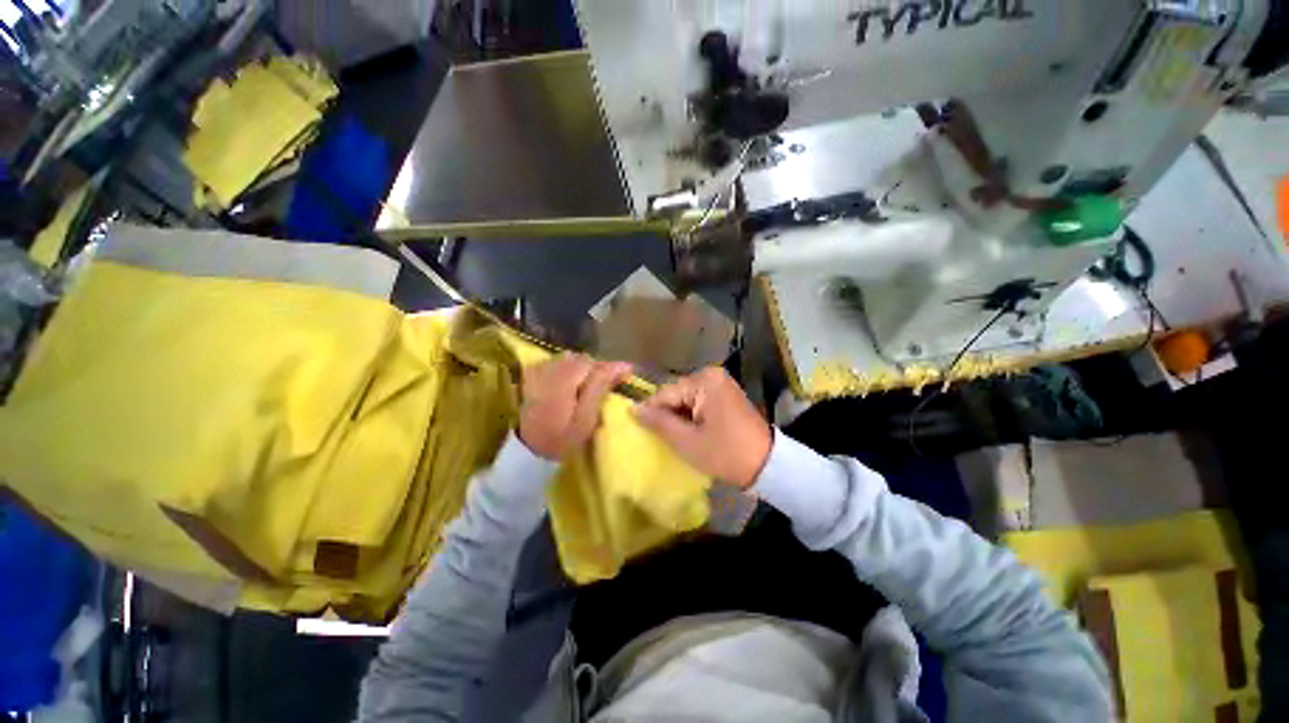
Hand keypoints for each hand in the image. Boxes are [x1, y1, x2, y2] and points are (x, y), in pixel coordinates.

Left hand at [519, 354, 633, 459]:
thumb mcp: (584, 420)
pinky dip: (569, 369)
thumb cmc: (559, 439)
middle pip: (583, 360)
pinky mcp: (533, 374)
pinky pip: (557, 363)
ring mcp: (540, 370)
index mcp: (566, 379)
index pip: (596, 365)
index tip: (629, 371)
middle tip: (611, 380)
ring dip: (584, 367)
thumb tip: (618, 368)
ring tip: (591, 382)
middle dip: (599, 368)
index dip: (614, 367)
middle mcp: (552, 368)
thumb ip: (599, 390)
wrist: (524, 448)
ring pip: (570, 359)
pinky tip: (572, 383)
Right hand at [634, 367, 772, 488]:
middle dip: (667, 415)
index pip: (665, 394)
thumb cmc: (725, 453)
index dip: (651, 412)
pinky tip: (692, 432)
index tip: (640, 431)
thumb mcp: (687, 441)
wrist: (768, 465)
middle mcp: (712, 374)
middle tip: (662, 438)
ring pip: (686, 398)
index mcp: (704, 381)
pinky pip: (699, 400)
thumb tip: (633, 408)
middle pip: (676, 394)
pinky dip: (692, 415)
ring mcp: (721, 383)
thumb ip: (658, 422)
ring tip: (676, 437)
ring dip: (679, 416)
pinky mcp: (726, 393)